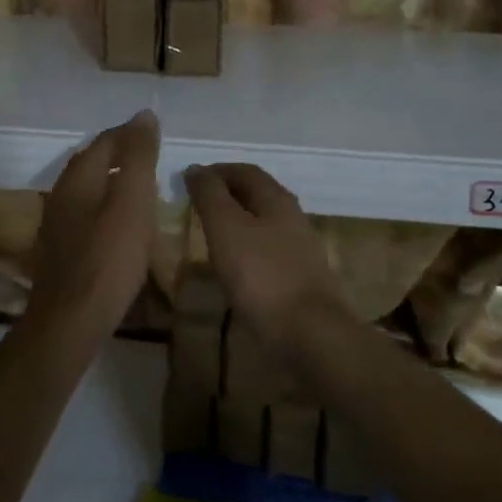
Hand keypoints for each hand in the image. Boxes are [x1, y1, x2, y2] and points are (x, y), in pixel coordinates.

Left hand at [26, 110, 160, 335]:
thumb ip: (138, 157)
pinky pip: (86, 213)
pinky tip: (120, 223)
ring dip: (112, 180)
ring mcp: (57, 223)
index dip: (130, 133)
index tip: (155, 132)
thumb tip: (144, 115)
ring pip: (88, 188)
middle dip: (119, 153)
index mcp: (78, 178)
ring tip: (140, 186)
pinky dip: (106, 206)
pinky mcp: (61, 250)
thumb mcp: (132, 202)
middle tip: (150, 155)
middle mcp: (62, 194)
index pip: (106, 141)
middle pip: (92, 162)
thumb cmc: (108, 258)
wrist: (71, 320)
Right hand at [184, 163, 350, 353]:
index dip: (217, 171)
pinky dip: (248, 248)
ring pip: (265, 223)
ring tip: (211, 234)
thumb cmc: (262, 275)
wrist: (310, 333)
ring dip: (238, 222)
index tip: (191, 179)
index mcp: (277, 199)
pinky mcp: (302, 278)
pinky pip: (269, 251)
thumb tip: (196, 168)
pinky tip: (236, 266)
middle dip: (228, 194)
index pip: (245, 171)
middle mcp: (293, 217)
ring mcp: (301, 249)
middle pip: (258, 195)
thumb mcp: (226, 228)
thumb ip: (210, 195)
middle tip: (198, 205)